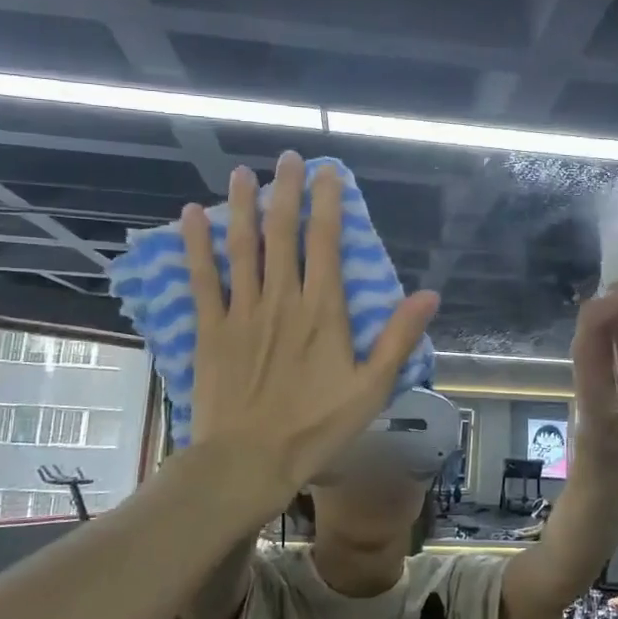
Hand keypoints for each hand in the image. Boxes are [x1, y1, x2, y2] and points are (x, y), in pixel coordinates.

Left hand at [186, 153, 438, 517]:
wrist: (248, 461)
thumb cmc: (316, 428)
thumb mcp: (372, 388)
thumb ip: (399, 338)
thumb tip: (429, 295)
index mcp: (323, 311)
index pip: (326, 242)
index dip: (327, 202)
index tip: (327, 171)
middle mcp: (282, 299)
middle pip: (282, 233)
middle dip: (285, 191)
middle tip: (286, 157)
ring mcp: (242, 311)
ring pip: (241, 246)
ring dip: (241, 206)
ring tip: (241, 173)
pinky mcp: (211, 328)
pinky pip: (203, 278)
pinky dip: (195, 245)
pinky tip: (189, 216)